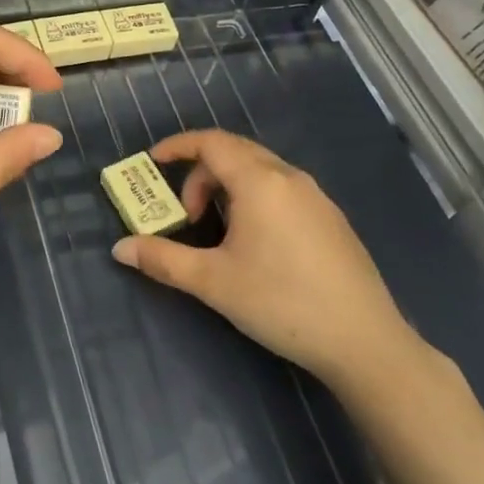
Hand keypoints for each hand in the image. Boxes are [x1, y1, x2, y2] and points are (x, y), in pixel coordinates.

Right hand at [110, 130, 425, 391]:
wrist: (364, 341)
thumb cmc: (281, 301)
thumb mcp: (212, 282)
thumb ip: (162, 259)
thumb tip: (120, 249)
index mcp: (260, 181)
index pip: (211, 143)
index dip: (178, 146)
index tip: (154, 161)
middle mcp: (290, 178)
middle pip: (236, 152)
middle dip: (201, 172)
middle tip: (184, 212)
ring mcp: (317, 197)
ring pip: (262, 171)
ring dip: (228, 186)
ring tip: (217, 229)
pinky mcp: (332, 220)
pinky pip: (283, 189)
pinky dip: (255, 198)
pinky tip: (255, 243)